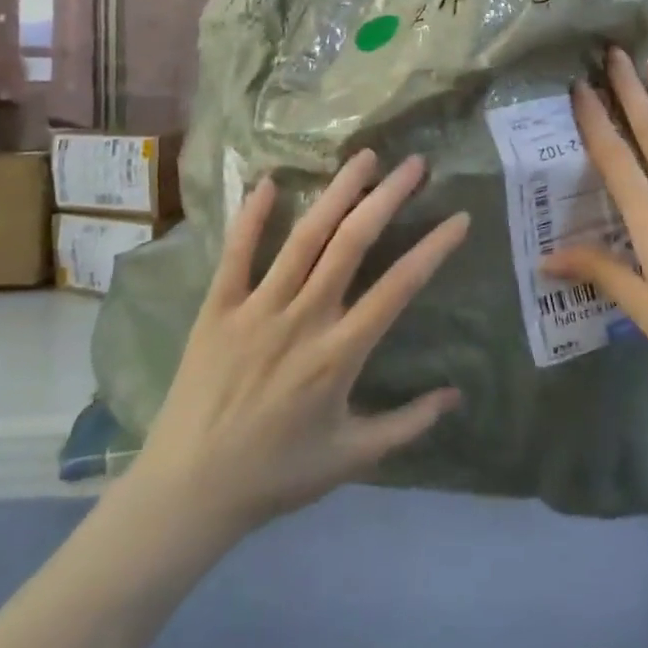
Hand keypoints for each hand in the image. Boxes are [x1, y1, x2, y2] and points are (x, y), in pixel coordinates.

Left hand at [133, 151, 466, 537]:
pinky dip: (251, 217)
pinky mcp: (216, 309)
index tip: (459, 218)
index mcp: (338, 354)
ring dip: (336, 193)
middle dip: (387, 198)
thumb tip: (457, 396)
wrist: (189, 491)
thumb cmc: (276, 474)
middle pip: (351, 244)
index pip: (398, 288)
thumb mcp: (352, 458)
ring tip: (363, 157)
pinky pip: (236, 255)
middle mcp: (302, 319)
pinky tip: (267, 182)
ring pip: (303, 238)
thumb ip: (408, 425)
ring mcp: (256, 309)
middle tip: (414, 164)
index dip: (432, 249)